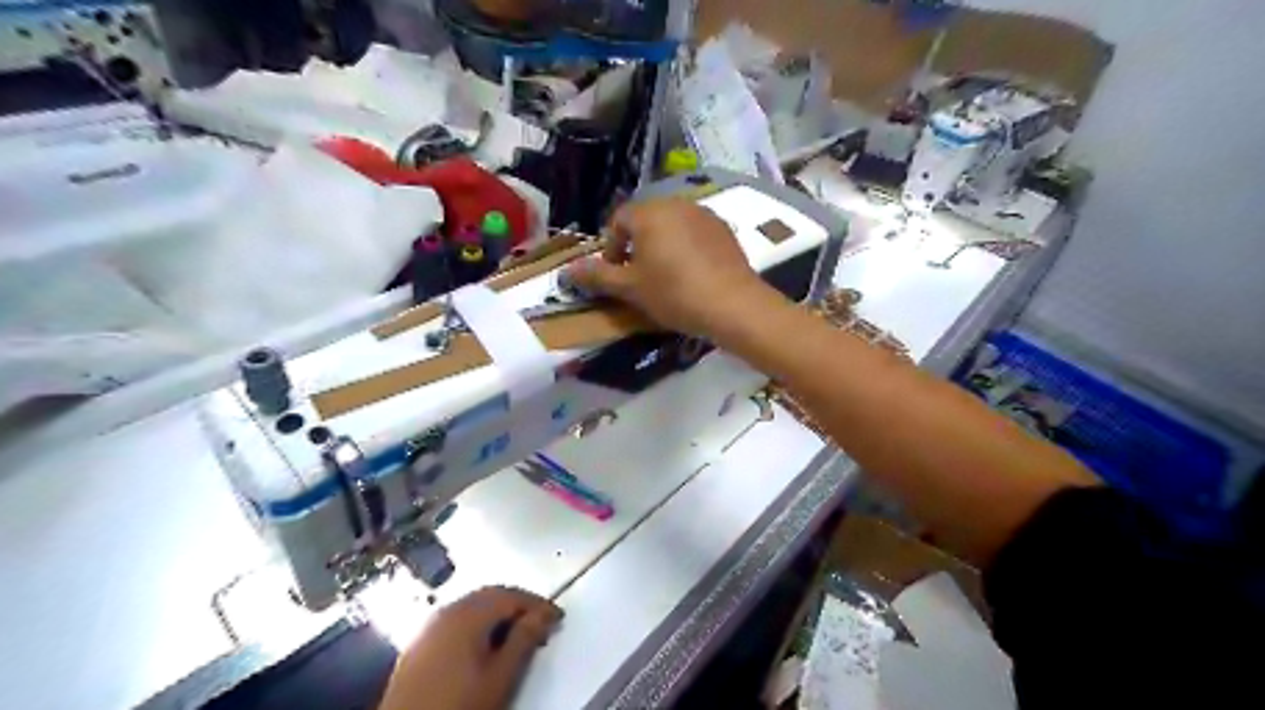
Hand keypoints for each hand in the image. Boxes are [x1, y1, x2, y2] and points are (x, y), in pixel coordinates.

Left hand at [375, 592, 562, 708]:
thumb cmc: (458, 706)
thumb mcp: (500, 677)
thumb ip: (524, 640)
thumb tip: (543, 615)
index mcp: (468, 614)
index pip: (512, 595)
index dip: (538, 604)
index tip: (557, 618)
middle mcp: (447, 611)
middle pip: (491, 595)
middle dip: (518, 605)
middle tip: (541, 623)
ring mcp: (429, 626)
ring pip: (473, 606)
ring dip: (498, 614)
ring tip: (517, 636)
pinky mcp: (418, 644)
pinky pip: (455, 620)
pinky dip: (477, 624)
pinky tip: (484, 646)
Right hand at [566, 195, 782, 333]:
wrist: (732, 304)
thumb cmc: (673, 293)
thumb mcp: (630, 288)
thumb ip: (598, 276)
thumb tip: (568, 270)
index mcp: (649, 213)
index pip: (618, 221)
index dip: (611, 248)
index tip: (616, 275)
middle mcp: (676, 204)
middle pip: (646, 220)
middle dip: (637, 245)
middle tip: (639, 277)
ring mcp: (704, 214)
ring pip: (672, 225)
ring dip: (662, 246)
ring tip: (665, 276)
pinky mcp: (725, 229)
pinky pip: (695, 233)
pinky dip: (687, 248)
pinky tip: (692, 274)